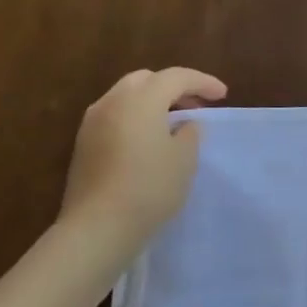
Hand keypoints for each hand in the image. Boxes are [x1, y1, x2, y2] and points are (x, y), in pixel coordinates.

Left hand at [56, 67, 226, 258]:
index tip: (223, 95)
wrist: (97, 229)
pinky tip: (149, 139)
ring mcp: (92, 123)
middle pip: (147, 79)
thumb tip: (185, 124)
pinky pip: (115, 116)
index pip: (177, 77)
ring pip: (127, 96)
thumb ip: (190, 132)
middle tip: (196, 105)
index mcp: (141, 99)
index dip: (203, 82)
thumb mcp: (184, 159)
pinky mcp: (83, 144)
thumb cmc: (149, 188)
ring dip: (152, 101)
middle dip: (174, 87)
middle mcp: (113, 102)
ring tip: (173, 122)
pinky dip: (135, 116)